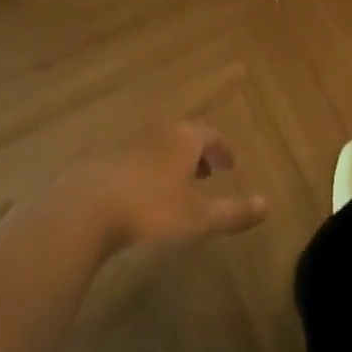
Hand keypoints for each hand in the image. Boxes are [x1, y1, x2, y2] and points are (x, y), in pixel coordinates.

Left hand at [63, 121, 268, 257]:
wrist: (83, 209)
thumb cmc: (150, 210)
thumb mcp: (199, 218)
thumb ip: (234, 212)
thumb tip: (268, 204)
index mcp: (182, 139)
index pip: (210, 134)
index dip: (222, 149)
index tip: (231, 165)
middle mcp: (155, 133)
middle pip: (182, 136)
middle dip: (197, 154)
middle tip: (206, 174)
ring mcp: (124, 144)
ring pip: (155, 147)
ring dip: (169, 162)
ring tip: (173, 187)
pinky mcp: (99, 160)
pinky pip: (130, 161)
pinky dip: (143, 172)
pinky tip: (137, 196)